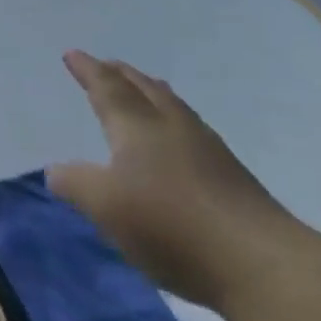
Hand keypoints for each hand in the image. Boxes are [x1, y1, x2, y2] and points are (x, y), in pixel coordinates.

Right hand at [48, 50, 301, 310]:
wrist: (264, 266)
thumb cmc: (171, 224)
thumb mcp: (103, 205)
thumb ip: (75, 183)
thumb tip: (56, 170)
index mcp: (138, 127)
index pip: (108, 89)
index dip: (88, 71)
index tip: (73, 54)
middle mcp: (174, 129)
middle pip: (146, 90)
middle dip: (122, 75)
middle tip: (107, 65)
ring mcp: (210, 154)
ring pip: (174, 109)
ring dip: (153, 94)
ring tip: (144, 90)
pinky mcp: (234, 181)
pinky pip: (193, 133)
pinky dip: (174, 122)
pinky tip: (178, 141)